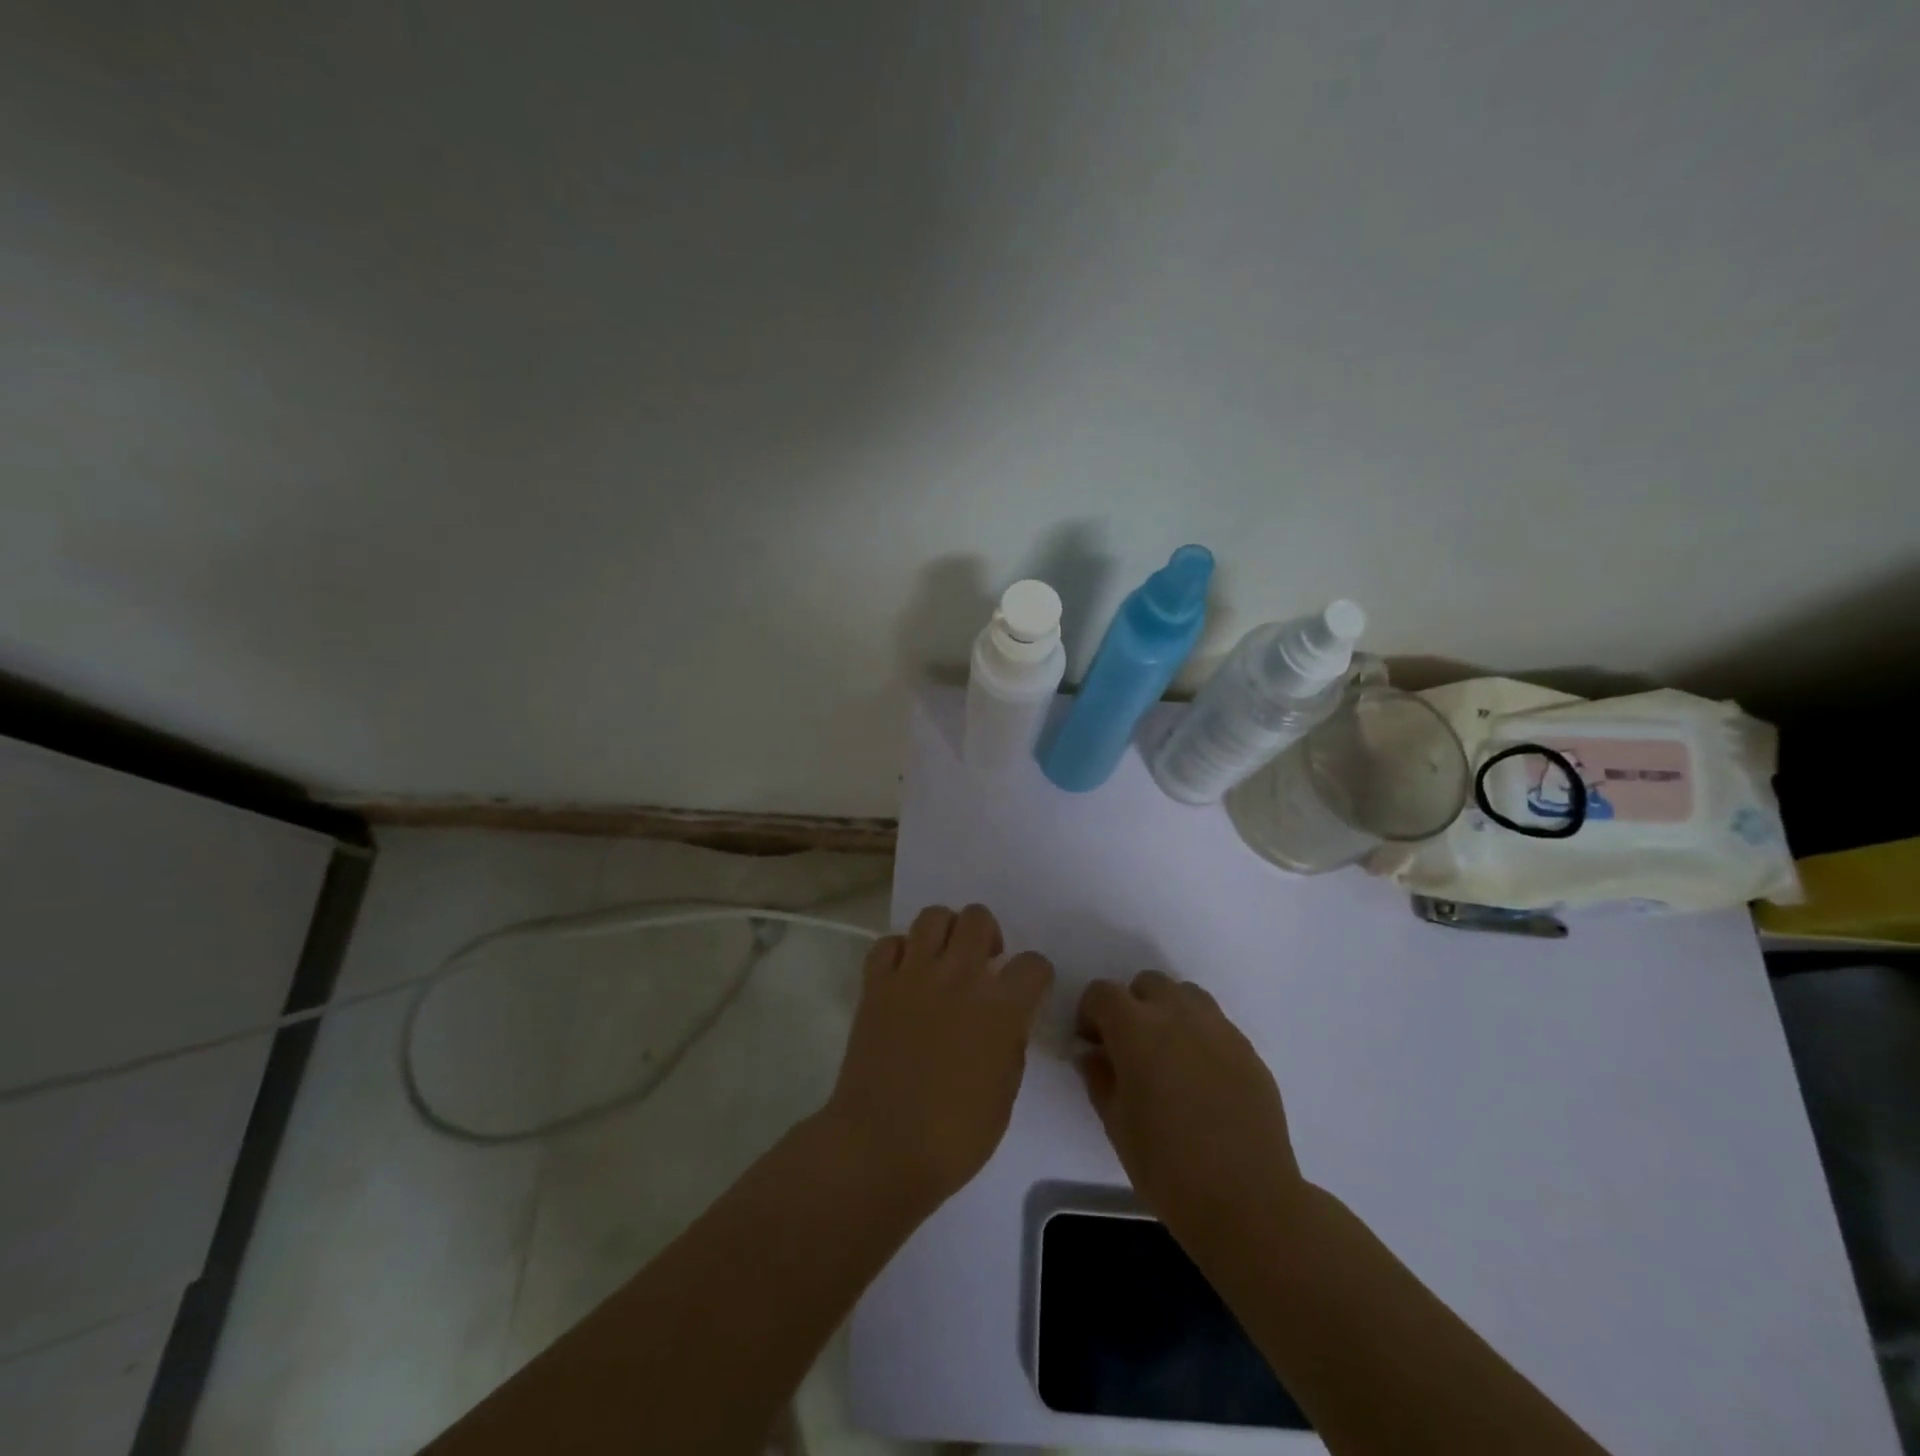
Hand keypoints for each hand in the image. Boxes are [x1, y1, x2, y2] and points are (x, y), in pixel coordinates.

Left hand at [824, 904, 1052, 1207]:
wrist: (881, 1147)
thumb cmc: (954, 1136)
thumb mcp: (1004, 1094)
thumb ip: (1010, 1043)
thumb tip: (1005, 1020)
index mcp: (1001, 1008)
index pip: (1034, 964)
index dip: (1035, 976)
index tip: (1026, 991)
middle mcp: (960, 977)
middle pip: (979, 919)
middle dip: (988, 935)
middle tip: (982, 965)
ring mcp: (914, 975)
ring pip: (934, 915)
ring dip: (945, 932)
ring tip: (944, 961)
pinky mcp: (877, 984)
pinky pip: (888, 943)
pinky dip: (899, 951)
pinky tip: (904, 975)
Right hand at [1076, 971, 1305, 1246]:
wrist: (1248, 1201)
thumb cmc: (1167, 1166)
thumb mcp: (1116, 1124)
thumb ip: (1099, 1077)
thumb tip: (1093, 1053)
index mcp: (1136, 1028)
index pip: (1103, 993)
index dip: (1090, 1013)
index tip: (1092, 1044)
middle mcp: (1177, 1014)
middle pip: (1147, 984)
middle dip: (1131, 1006)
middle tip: (1130, 1048)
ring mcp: (1218, 1029)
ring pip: (1185, 996)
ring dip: (1168, 1012)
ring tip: (1168, 1056)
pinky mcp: (1248, 1049)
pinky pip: (1215, 1024)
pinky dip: (1199, 1036)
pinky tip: (1201, 1079)